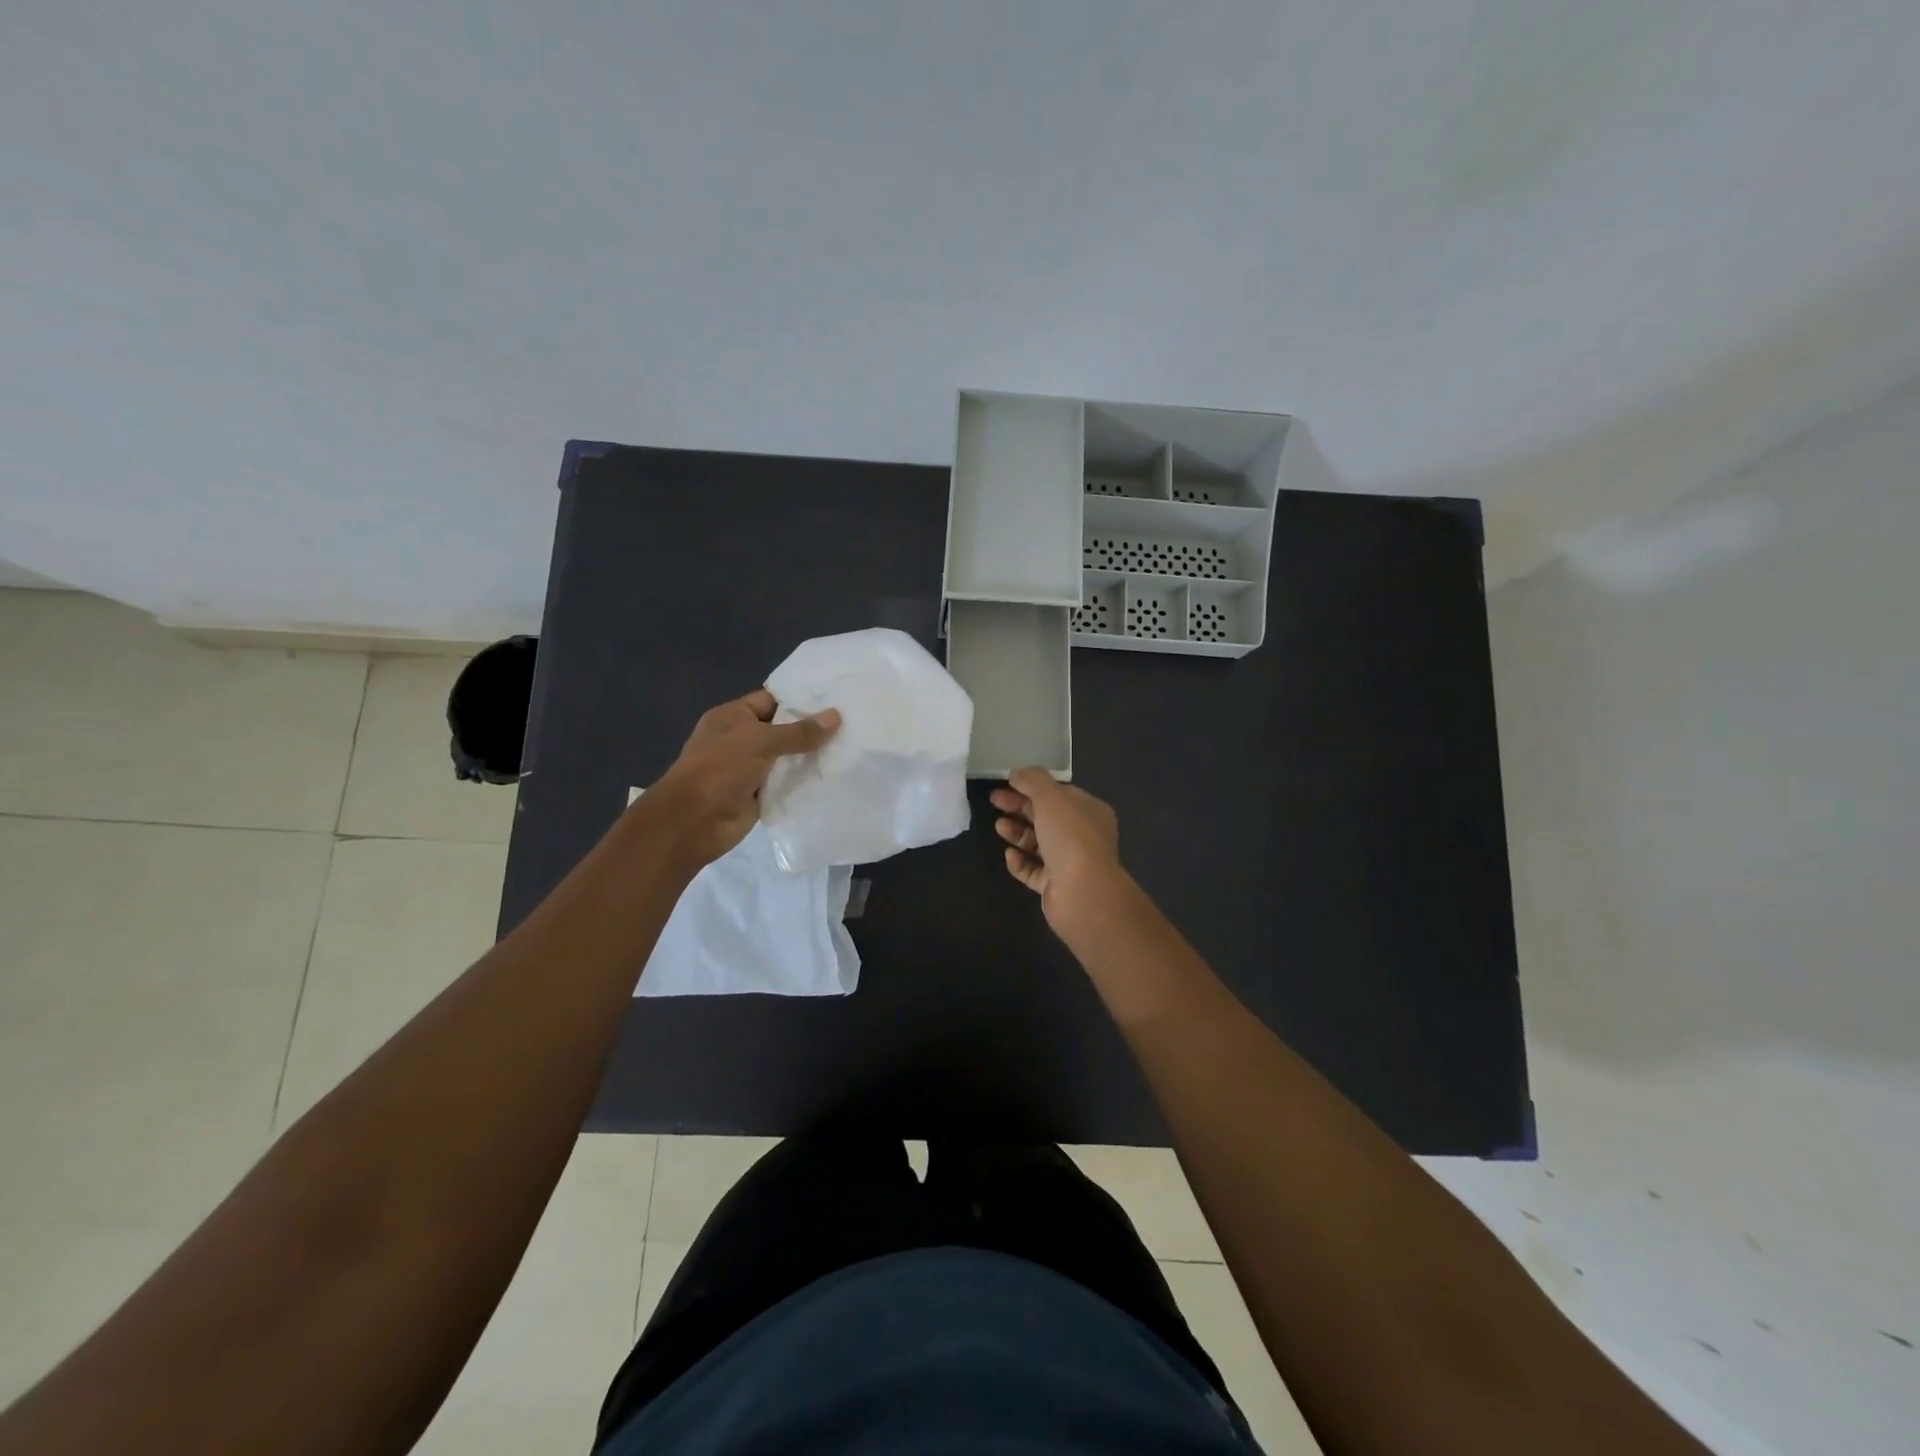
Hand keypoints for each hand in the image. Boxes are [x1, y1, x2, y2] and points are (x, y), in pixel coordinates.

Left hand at [651, 690, 839, 865]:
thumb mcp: (761, 741)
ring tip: (851, 747)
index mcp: (733, 716)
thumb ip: (799, 731)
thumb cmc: (721, 768)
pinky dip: (805, 781)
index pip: (772, 700)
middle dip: (812, 729)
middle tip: (851, 722)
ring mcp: (750, 768)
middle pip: (783, 729)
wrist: (694, 821)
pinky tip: (834, 775)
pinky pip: (787, 783)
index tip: (835, 698)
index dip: (801, 699)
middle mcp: (741, 739)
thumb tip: (836, 716)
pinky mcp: (759, 794)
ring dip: (811, 756)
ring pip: (787, 758)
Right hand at [989, 768, 1126, 938]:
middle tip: (994, 801)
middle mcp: (1083, 836)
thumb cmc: (1070, 837)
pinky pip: (1034, 871)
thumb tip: (1017, 773)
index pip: (1060, 793)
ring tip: (999, 827)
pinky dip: (1020, 862)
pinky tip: (1009, 856)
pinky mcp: (1056, 886)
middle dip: (1020, 807)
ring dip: (1018, 833)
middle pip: (1046, 817)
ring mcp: (1070, 862)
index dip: (1033, 786)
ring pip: (1039, 844)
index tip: (1008, 783)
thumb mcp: (1051, 797)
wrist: (1082, 892)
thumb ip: (1033, 780)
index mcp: (1089, 811)